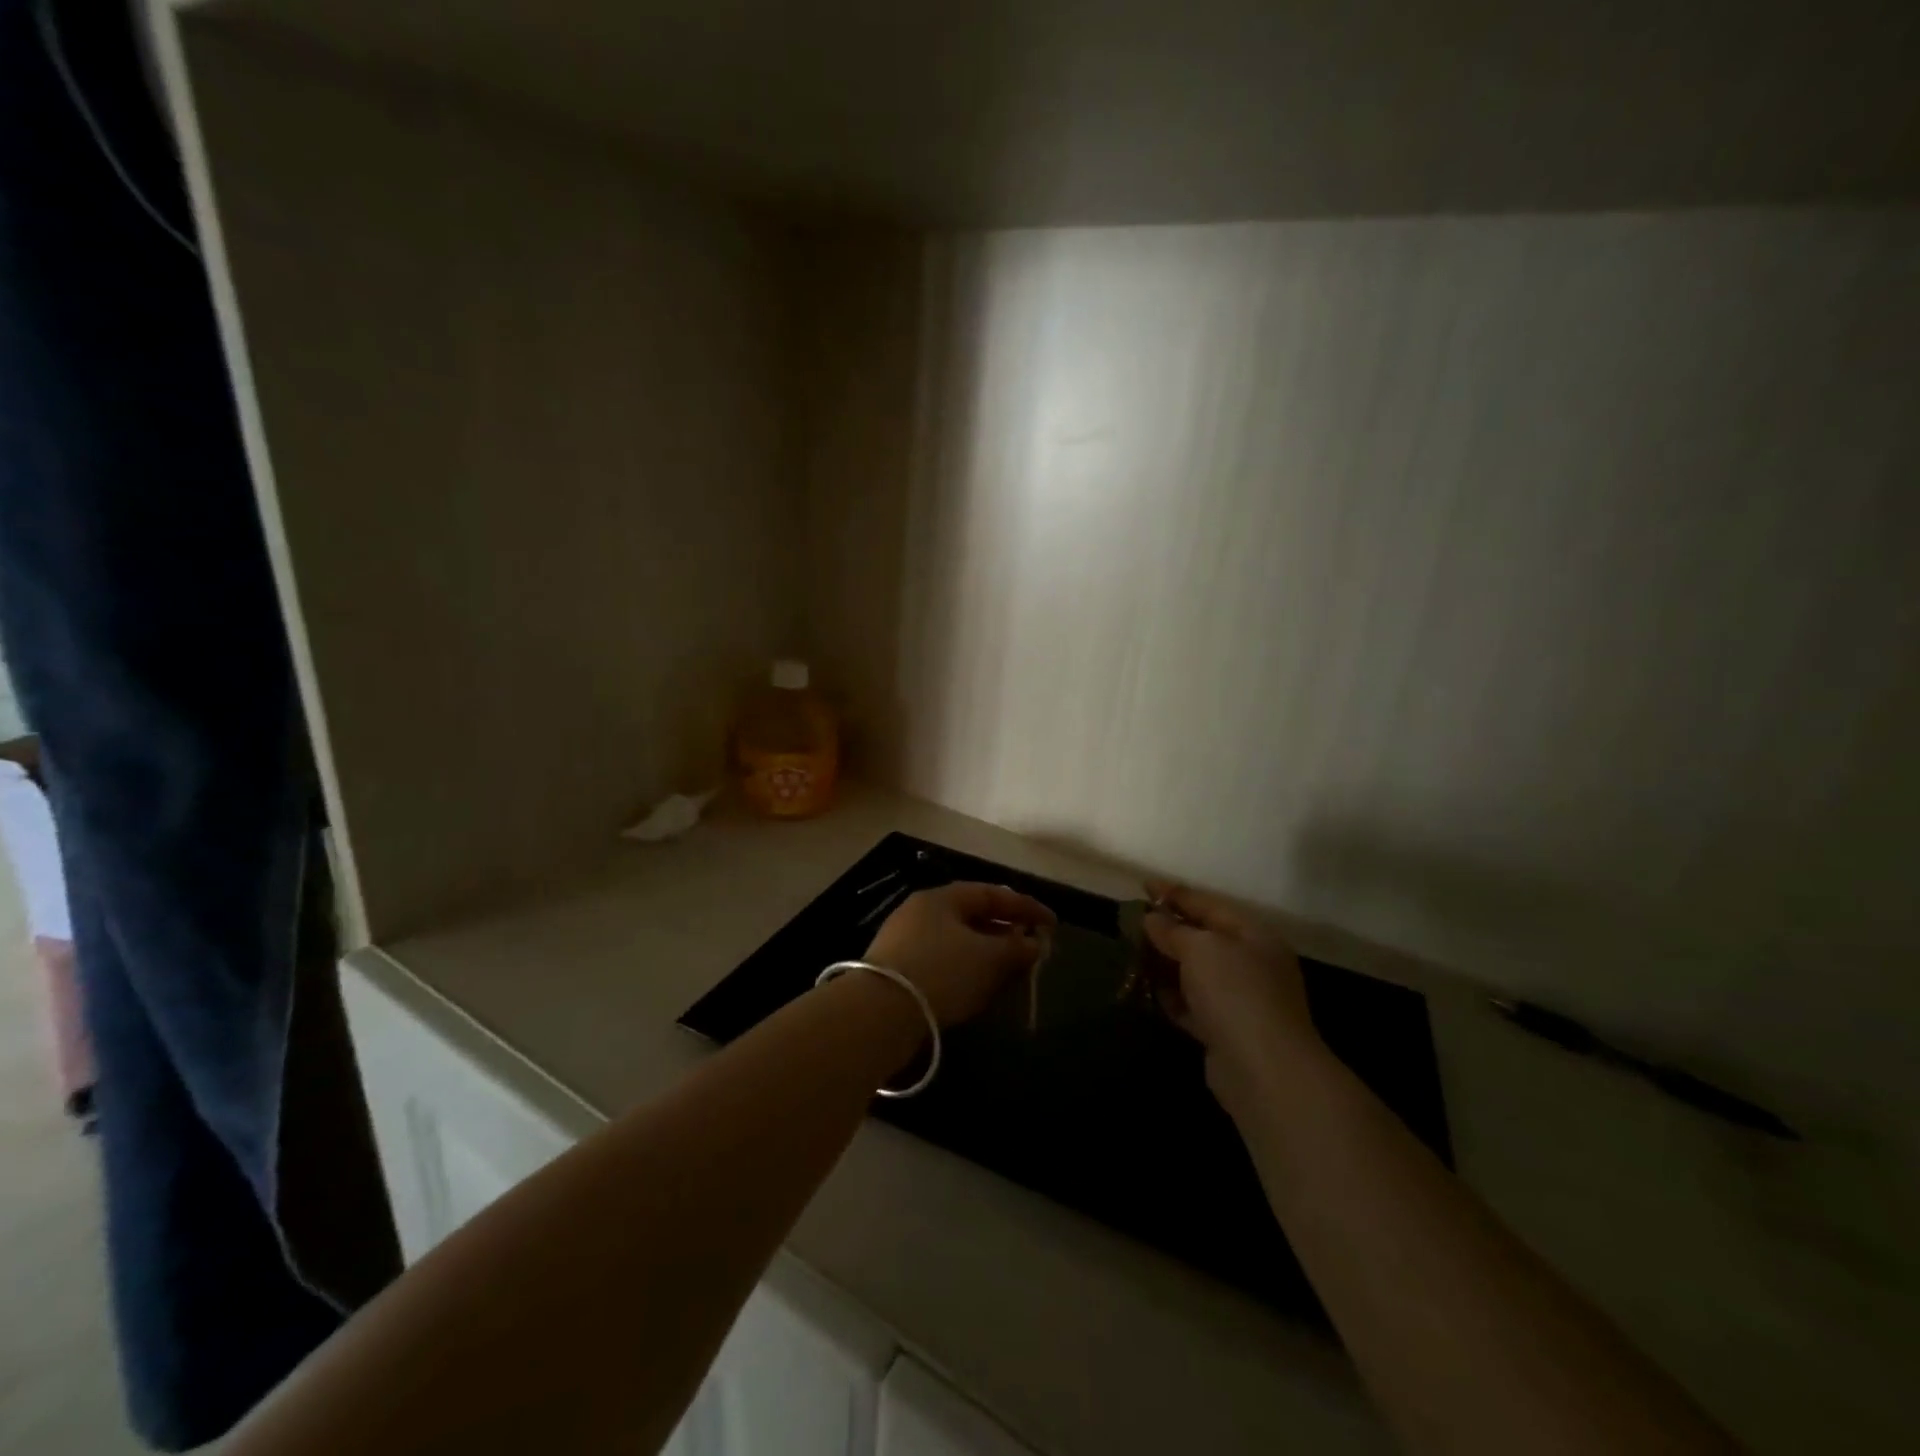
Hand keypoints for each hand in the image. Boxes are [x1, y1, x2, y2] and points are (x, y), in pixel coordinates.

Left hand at [865, 882, 1056, 1026]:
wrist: (879, 1013)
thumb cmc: (941, 972)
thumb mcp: (988, 958)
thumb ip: (1016, 947)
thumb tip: (1034, 943)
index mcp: (941, 898)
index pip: (992, 893)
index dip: (1026, 907)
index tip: (1053, 924)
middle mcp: (921, 912)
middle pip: (973, 916)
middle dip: (1006, 932)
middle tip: (1032, 948)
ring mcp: (905, 941)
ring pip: (958, 941)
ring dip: (988, 953)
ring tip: (1011, 972)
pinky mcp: (897, 971)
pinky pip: (943, 962)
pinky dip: (967, 970)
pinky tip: (979, 989)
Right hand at [1143, 881, 1321, 1115]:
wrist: (1264, 1071)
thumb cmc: (1236, 993)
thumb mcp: (1201, 949)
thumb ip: (1173, 930)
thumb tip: (1152, 918)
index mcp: (1253, 935)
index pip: (1209, 905)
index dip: (1175, 894)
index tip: (1143, 885)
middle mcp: (1251, 964)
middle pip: (1202, 938)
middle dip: (1167, 930)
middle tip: (1132, 922)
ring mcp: (1240, 1000)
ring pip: (1195, 973)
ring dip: (1165, 963)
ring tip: (1131, 954)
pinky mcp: (1224, 1031)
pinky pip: (1191, 1004)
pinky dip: (1170, 996)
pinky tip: (1146, 990)